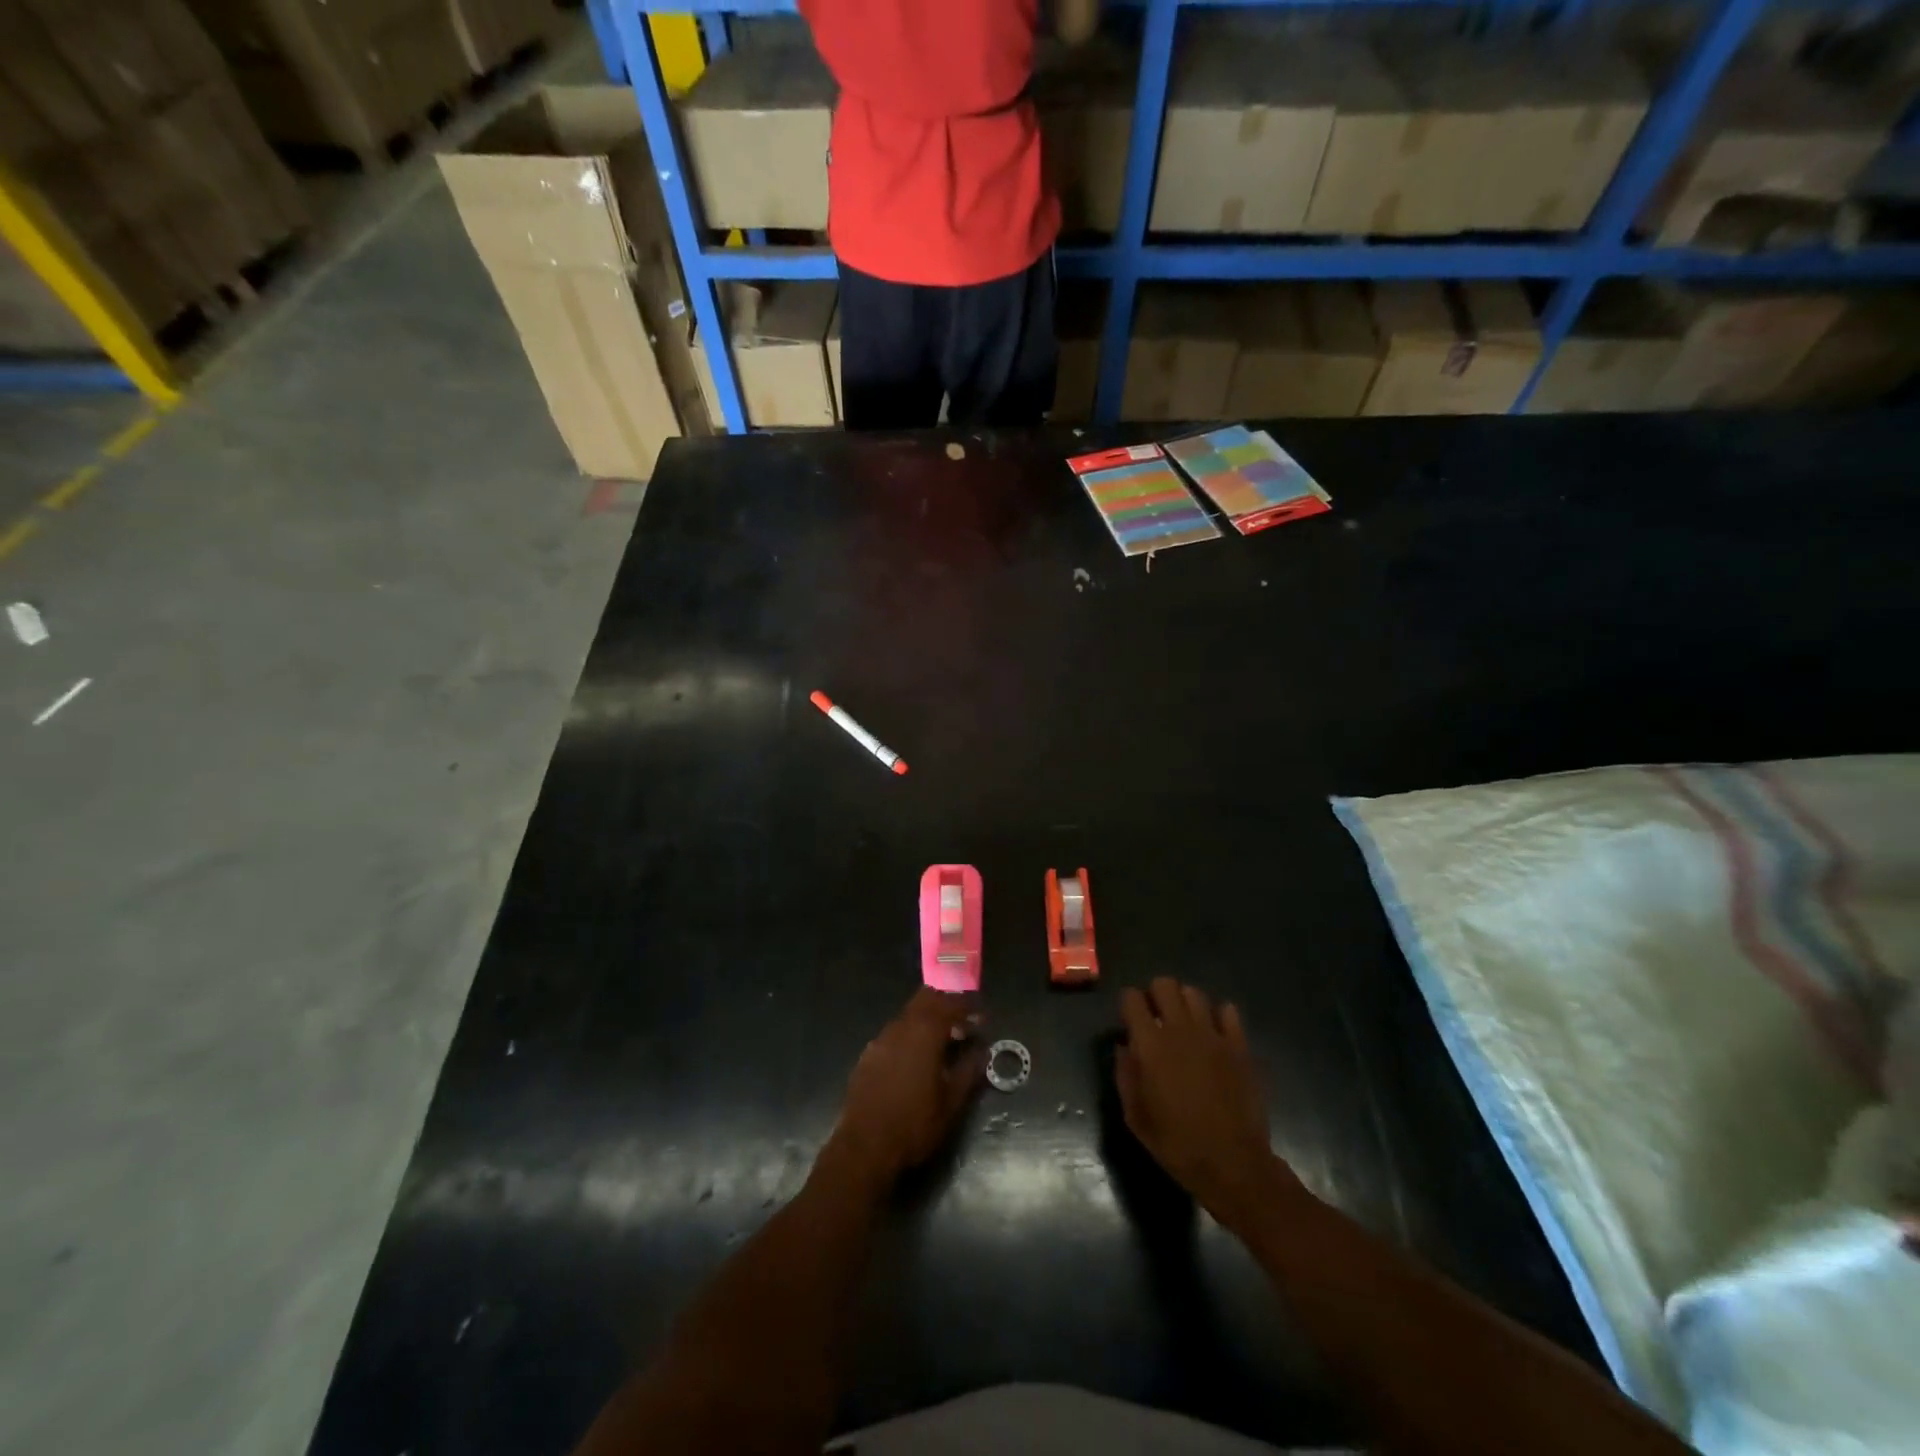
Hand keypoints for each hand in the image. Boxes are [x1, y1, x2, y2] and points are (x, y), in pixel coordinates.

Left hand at [827, 987, 985, 1192]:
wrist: (864, 1147)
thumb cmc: (914, 1124)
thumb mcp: (951, 1102)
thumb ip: (969, 1070)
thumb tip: (982, 1050)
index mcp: (924, 1033)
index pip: (950, 1005)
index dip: (968, 1007)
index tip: (981, 1017)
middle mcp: (901, 1027)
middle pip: (925, 1000)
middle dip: (946, 1004)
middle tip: (963, 1022)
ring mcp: (880, 1039)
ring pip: (908, 1015)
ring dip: (928, 1020)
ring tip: (943, 1041)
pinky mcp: (868, 1055)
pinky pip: (894, 1033)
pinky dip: (911, 1035)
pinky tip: (916, 1058)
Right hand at [1118, 977, 1289, 1223]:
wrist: (1232, 1164)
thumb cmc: (1176, 1144)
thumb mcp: (1135, 1116)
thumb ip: (1125, 1075)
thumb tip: (1125, 1047)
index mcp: (1149, 1045)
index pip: (1131, 997)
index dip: (1128, 1005)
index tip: (1130, 1021)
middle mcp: (1180, 1030)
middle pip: (1164, 984)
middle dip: (1156, 995)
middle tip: (1157, 1019)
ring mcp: (1213, 1035)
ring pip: (1195, 993)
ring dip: (1185, 1003)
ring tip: (1185, 1025)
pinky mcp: (1239, 1046)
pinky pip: (1228, 1010)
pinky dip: (1218, 1016)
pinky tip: (1214, 1035)